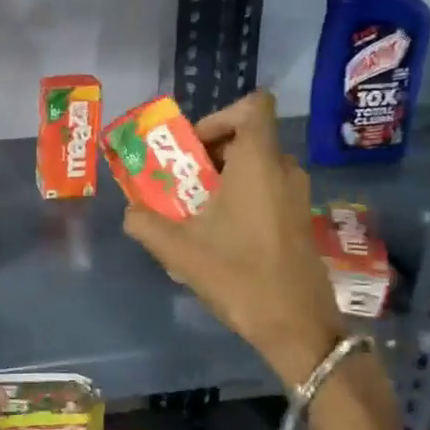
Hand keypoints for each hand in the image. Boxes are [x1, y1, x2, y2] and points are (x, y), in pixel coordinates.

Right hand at [121, 91, 344, 387]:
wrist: (296, 324)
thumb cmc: (238, 274)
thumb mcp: (178, 249)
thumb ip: (145, 223)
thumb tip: (131, 212)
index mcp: (258, 163)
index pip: (254, 106)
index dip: (219, 116)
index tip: (192, 147)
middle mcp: (283, 170)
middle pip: (248, 137)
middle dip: (208, 153)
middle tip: (179, 182)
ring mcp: (296, 196)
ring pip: (256, 167)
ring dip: (222, 178)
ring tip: (192, 210)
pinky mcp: (298, 220)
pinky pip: (265, 191)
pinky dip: (239, 198)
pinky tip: (216, 236)